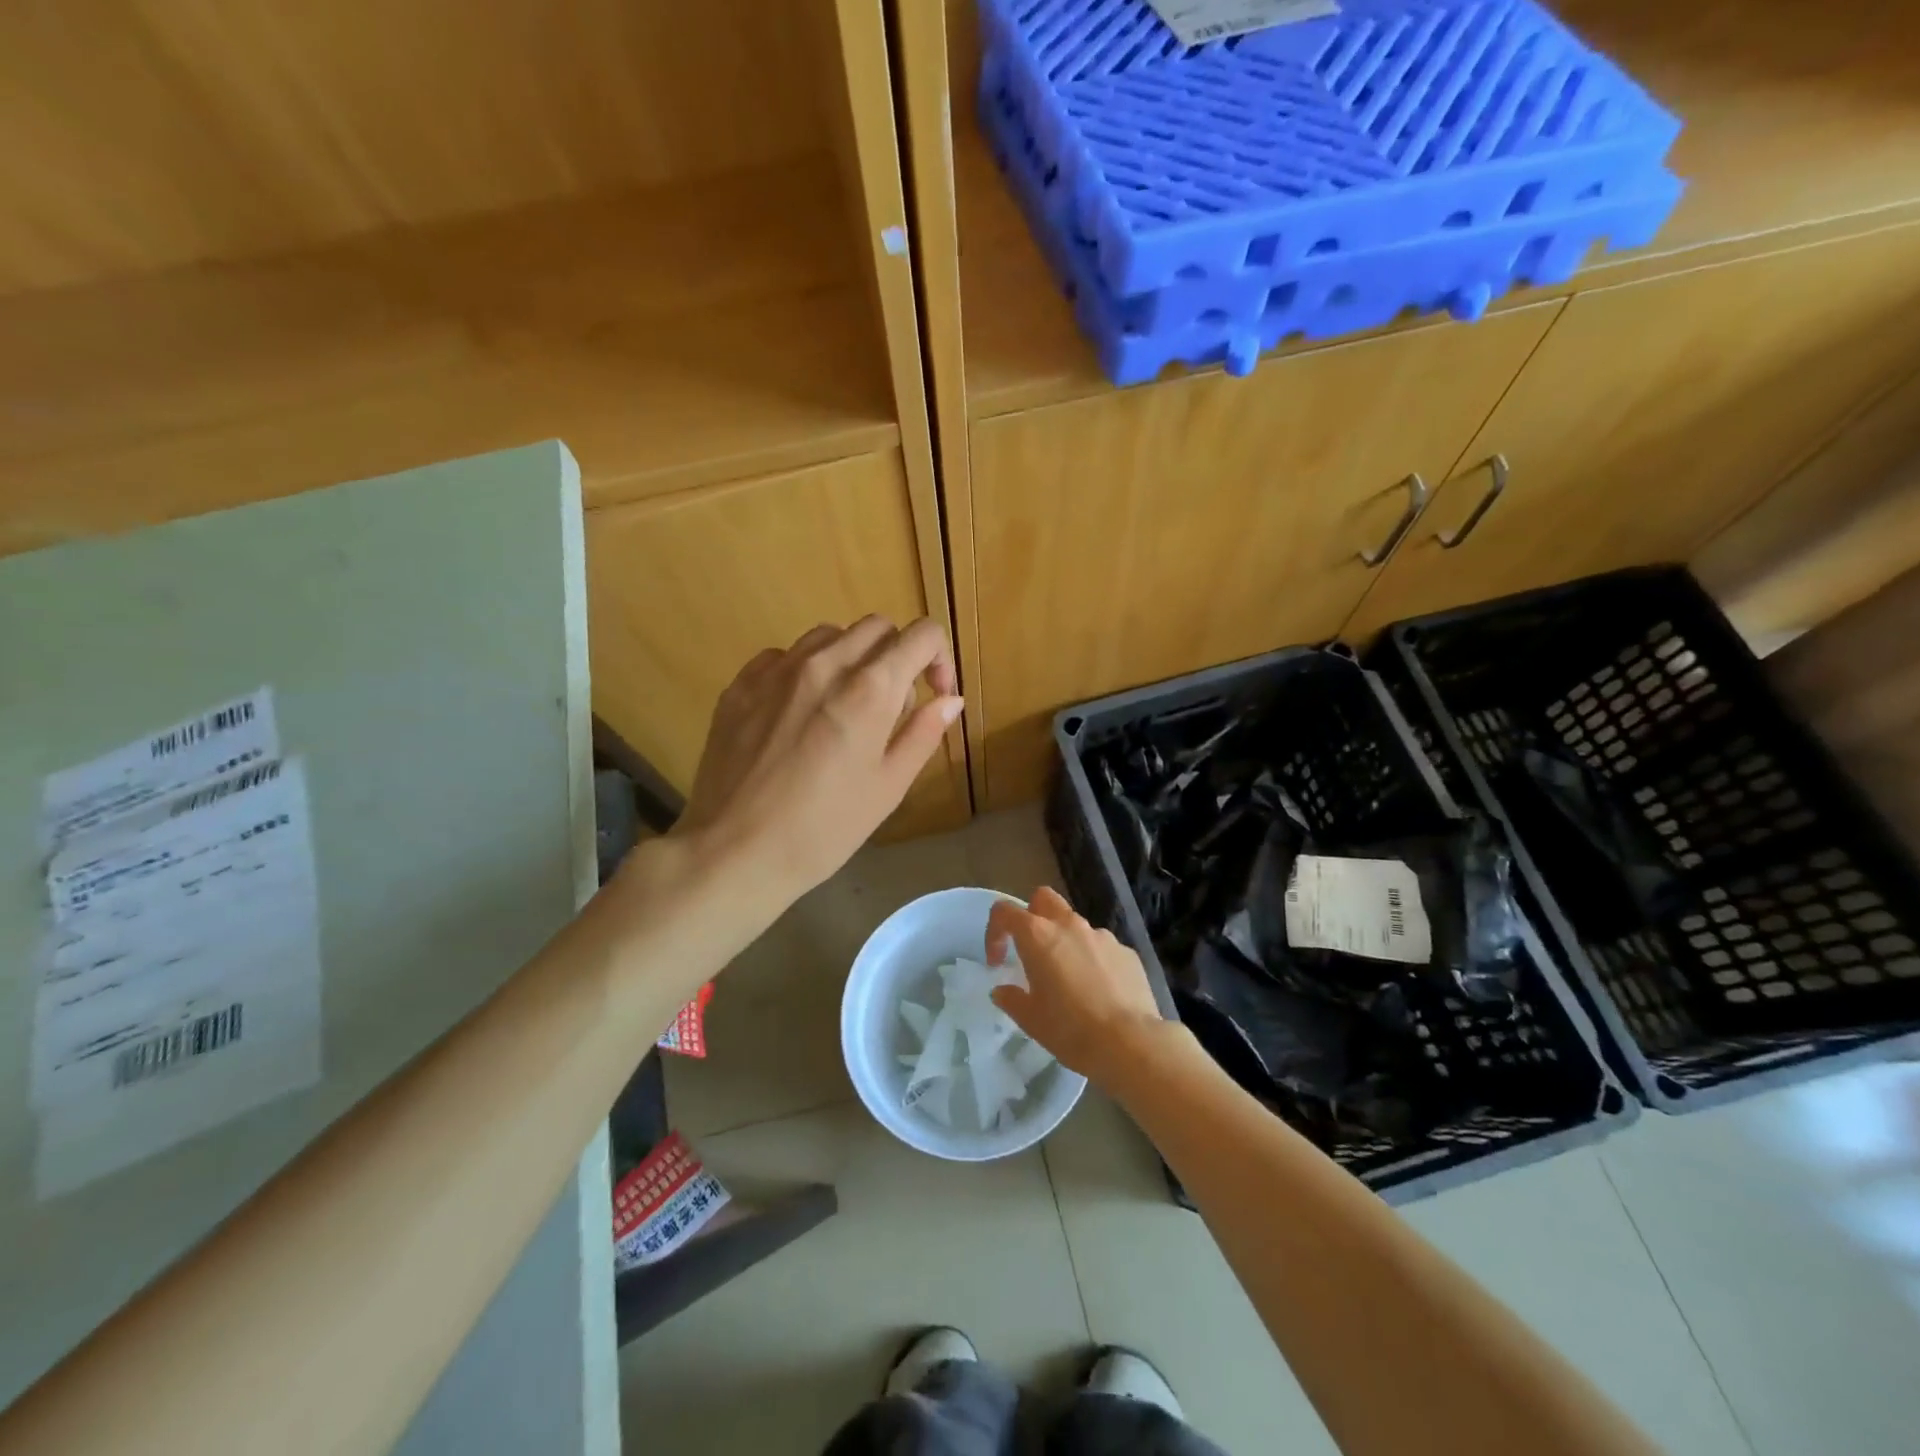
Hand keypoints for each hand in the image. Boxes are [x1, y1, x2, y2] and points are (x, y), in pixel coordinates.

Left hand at [672, 616, 961, 901]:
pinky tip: (799, 713)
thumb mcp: (888, 787)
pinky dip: (805, 671)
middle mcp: (825, 663)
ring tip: (845, 706)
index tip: (935, 692)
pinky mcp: (741, 683)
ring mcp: (777, 669)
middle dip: (897, 655)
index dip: (939, 657)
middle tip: (892, 705)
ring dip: (852, 658)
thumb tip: (950, 699)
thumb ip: (923, 733)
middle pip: (877, 627)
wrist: (735, 850)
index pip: (921, 635)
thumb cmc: (824, 829)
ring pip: (829, 635)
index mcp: (870, 689)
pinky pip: (784, 656)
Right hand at [986, 887, 1165, 1083]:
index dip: (995, 931)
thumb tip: (1003, 990)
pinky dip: (1093, 960)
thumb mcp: (1030, 1020)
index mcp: (1038, 936)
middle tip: (1031, 950)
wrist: (1130, 1042)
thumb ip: (1012, 999)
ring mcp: (1101, 935)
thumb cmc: (1070, 1029)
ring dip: (1065, 941)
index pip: (1005, 911)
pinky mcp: (1126, 951)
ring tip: (1069, 980)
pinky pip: (1101, 947)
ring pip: (1075, 924)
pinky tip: (1098, 992)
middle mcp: (1069, 926)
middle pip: (1044, 899)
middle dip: (1032, 915)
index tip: (998, 960)